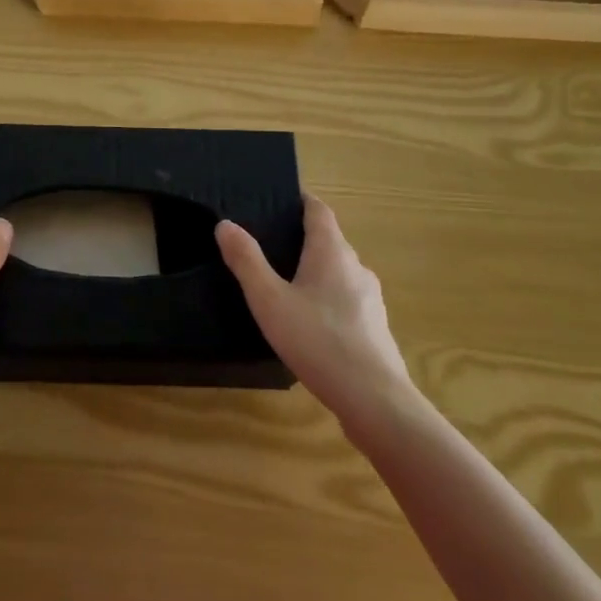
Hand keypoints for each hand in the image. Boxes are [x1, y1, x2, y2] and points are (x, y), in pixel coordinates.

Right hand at [217, 195, 415, 433]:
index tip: (279, 200)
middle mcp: (356, 267)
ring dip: (316, 271)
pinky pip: (347, 300)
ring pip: (339, 272)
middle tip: (269, 244)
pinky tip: (310, 323)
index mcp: (332, 252)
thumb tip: (225, 224)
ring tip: (285, 285)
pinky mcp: (375, 327)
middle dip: (303, 238)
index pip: (319, 210)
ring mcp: (371, 298)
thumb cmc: (318, 341)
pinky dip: (328, 299)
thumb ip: (246, 261)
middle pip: (330, 240)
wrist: (374, 400)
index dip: (301, 201)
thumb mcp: (270, 301)